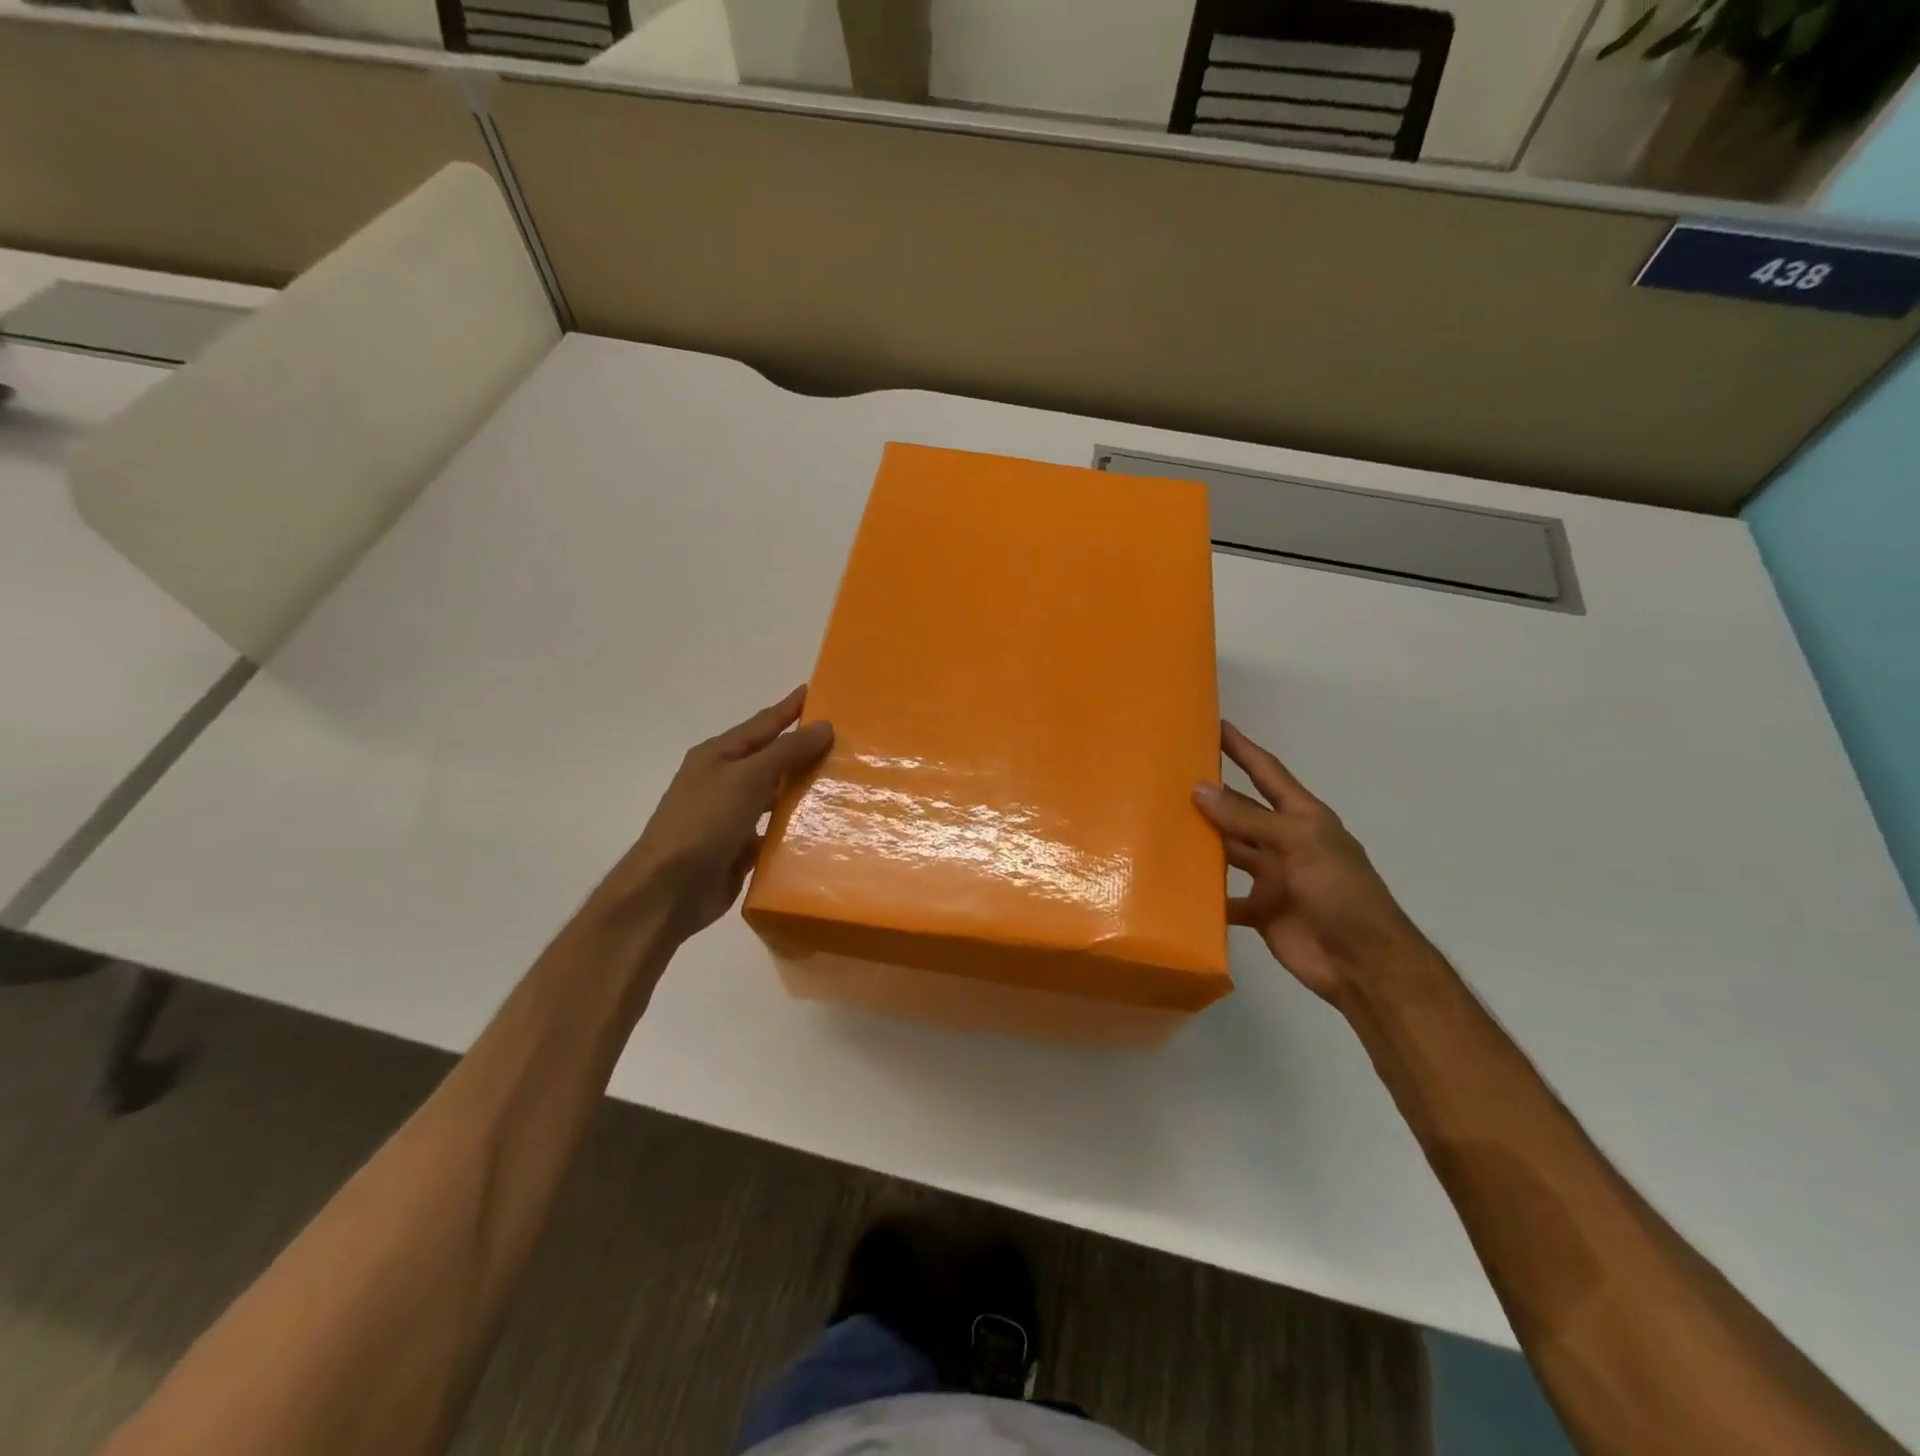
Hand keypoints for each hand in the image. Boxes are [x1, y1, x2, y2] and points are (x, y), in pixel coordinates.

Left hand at [590, 687, 833, 941]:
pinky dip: (796, 826)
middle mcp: (724, 781)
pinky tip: (825, 826)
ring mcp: (731, 816)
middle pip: (771, 759)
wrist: (669, 890)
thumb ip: (787, 751)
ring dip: (803, 789)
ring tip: (843, 782)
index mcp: (719, 755)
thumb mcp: (747, 777)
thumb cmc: (704, 822)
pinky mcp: (740, 848)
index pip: (763, 724)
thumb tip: (823, 725)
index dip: (790, 708)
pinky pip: (775, 830)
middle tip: (846, 741)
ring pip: (775, 795)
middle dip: (804, 749)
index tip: (819, 693)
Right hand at [1193, 721, 1436, 1006]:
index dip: (1243, 749)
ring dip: (1201, 842)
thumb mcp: (1300, 844)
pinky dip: (1203, 895)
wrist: (1364, 964)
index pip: (1267, 773)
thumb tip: (1199, 789)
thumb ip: (1249, 818)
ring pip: (1229, 852)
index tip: (1214, 724)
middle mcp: (1285, 842)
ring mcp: (1272, 878)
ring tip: (1160, 826)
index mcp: (1302, 818)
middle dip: (1211, 795)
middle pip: (1241, 812)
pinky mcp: (1260, 911)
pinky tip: (1172, 886)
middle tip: (1168, 777)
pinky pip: (1224, 899)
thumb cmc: (1341, 892)